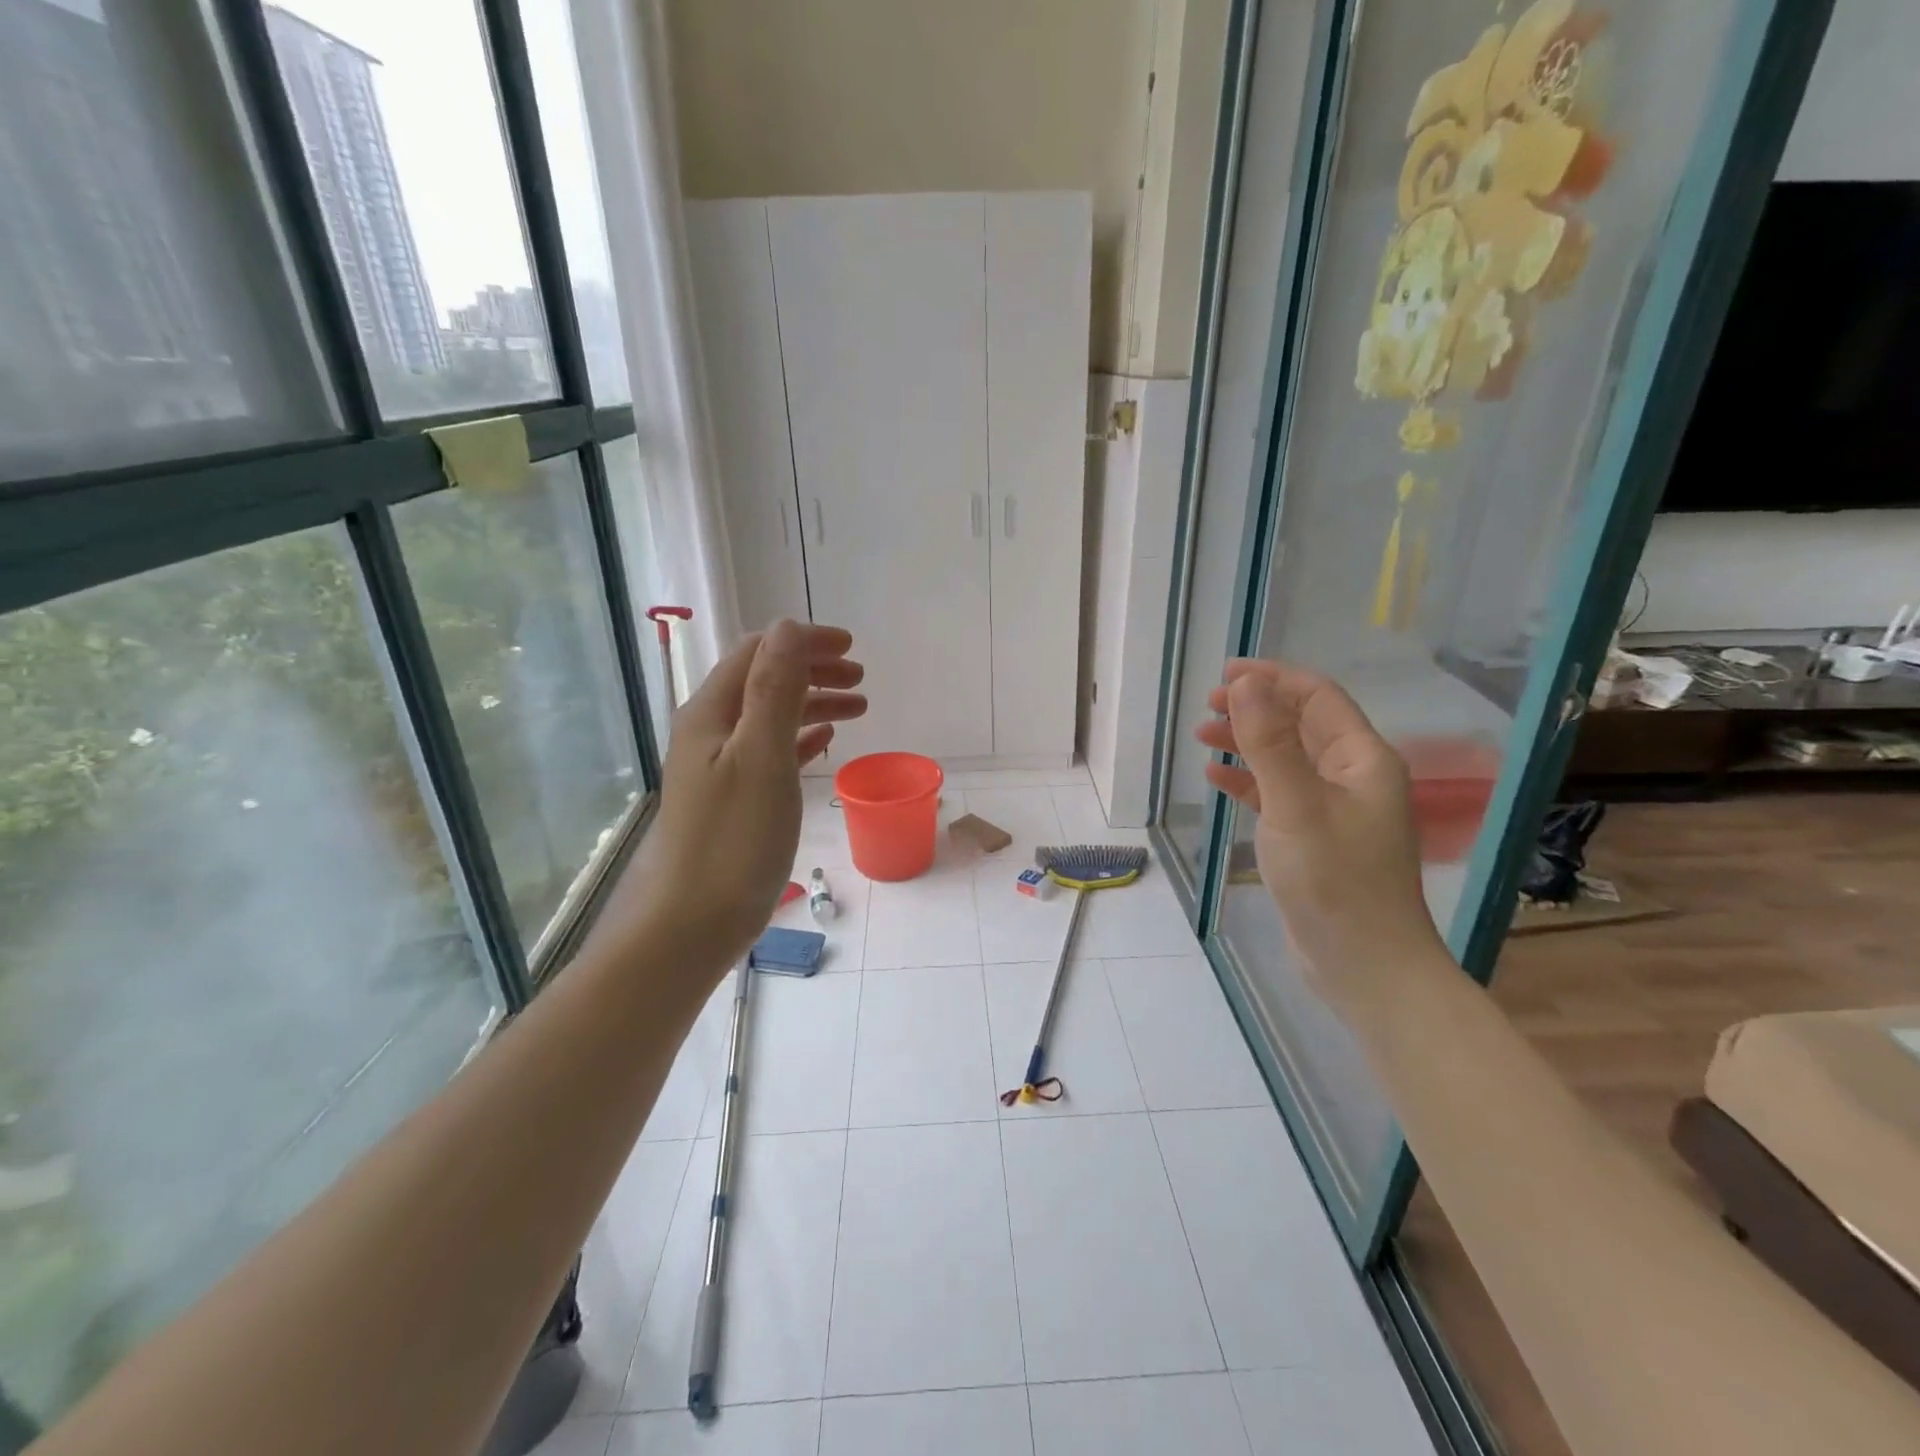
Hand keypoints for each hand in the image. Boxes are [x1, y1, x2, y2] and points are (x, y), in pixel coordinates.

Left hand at [590, 620, 865, 976]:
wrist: (693, 922)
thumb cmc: (734, 838)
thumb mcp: (762, 756)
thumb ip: (775, 689)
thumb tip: (789, 627)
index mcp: (712, 713)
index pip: (759, 653)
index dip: (804, 642)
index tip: (852, 649)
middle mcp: (711, 730)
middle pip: (765, 679)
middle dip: (813, 670)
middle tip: (860, 679)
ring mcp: (721, 765)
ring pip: (772, 715)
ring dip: (813, 702)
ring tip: (858, 708)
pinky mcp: (734, 796)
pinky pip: (772, 749)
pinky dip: (801, 737)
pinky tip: (825, 742)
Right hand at [1195, 659, 1444, 1005]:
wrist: (1364, 965)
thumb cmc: (1334, 881)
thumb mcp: (1295, 805)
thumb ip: (1268, 742)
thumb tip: (1246, 683)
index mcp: (1361, 759)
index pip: (1317, 697)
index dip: (1273, 679)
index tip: (1225, 674)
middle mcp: (1352, 776)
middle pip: (1300, 724)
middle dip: (1255, 709)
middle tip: (1208, 706)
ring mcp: (1334, 809)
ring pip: (1286, 758)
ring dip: (1247, 743)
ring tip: (1203, 737)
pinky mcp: (1315, 838)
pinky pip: (1279, 793)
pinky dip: (1249, 781)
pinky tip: (1217, 779)